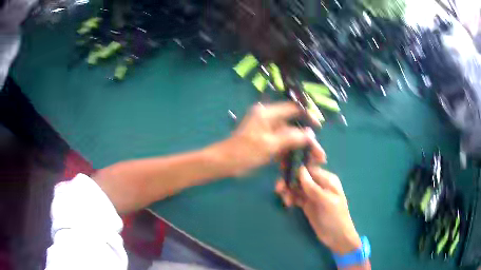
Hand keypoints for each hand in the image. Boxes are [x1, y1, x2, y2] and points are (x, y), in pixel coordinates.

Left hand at [219, 102, 324, 175]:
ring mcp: (267, 132)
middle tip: (319, 154)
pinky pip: (281, 146)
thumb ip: (292, 137)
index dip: (307, 117)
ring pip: (288, 138)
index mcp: (268, 113)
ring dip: (299, 149)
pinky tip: (296, 165)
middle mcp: (268, 119)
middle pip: (293, 127)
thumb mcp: (270, 144)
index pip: (293, 109)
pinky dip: (287, 154)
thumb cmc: (245, 152)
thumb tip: (310, 133)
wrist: (224, 163)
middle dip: (307, 141)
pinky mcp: (265, 142)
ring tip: (313, 162)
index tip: (319, 127)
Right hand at [276, 166, 360, 254]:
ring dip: (288, 191)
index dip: (296, 169)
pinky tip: (288, 204)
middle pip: (300, 177)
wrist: (336, 237)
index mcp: (327, 180)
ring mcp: (312, 195)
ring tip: (285, 200)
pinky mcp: (307, 204)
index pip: (309, 169)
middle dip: (289, 181)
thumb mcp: (326, 202)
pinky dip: (290, 198)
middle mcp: (319, 184)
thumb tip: (300, 169)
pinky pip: (295, 197)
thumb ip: (313, 187)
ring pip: (296, 187)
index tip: (283, 172)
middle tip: (279, 189)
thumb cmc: (335, 217)